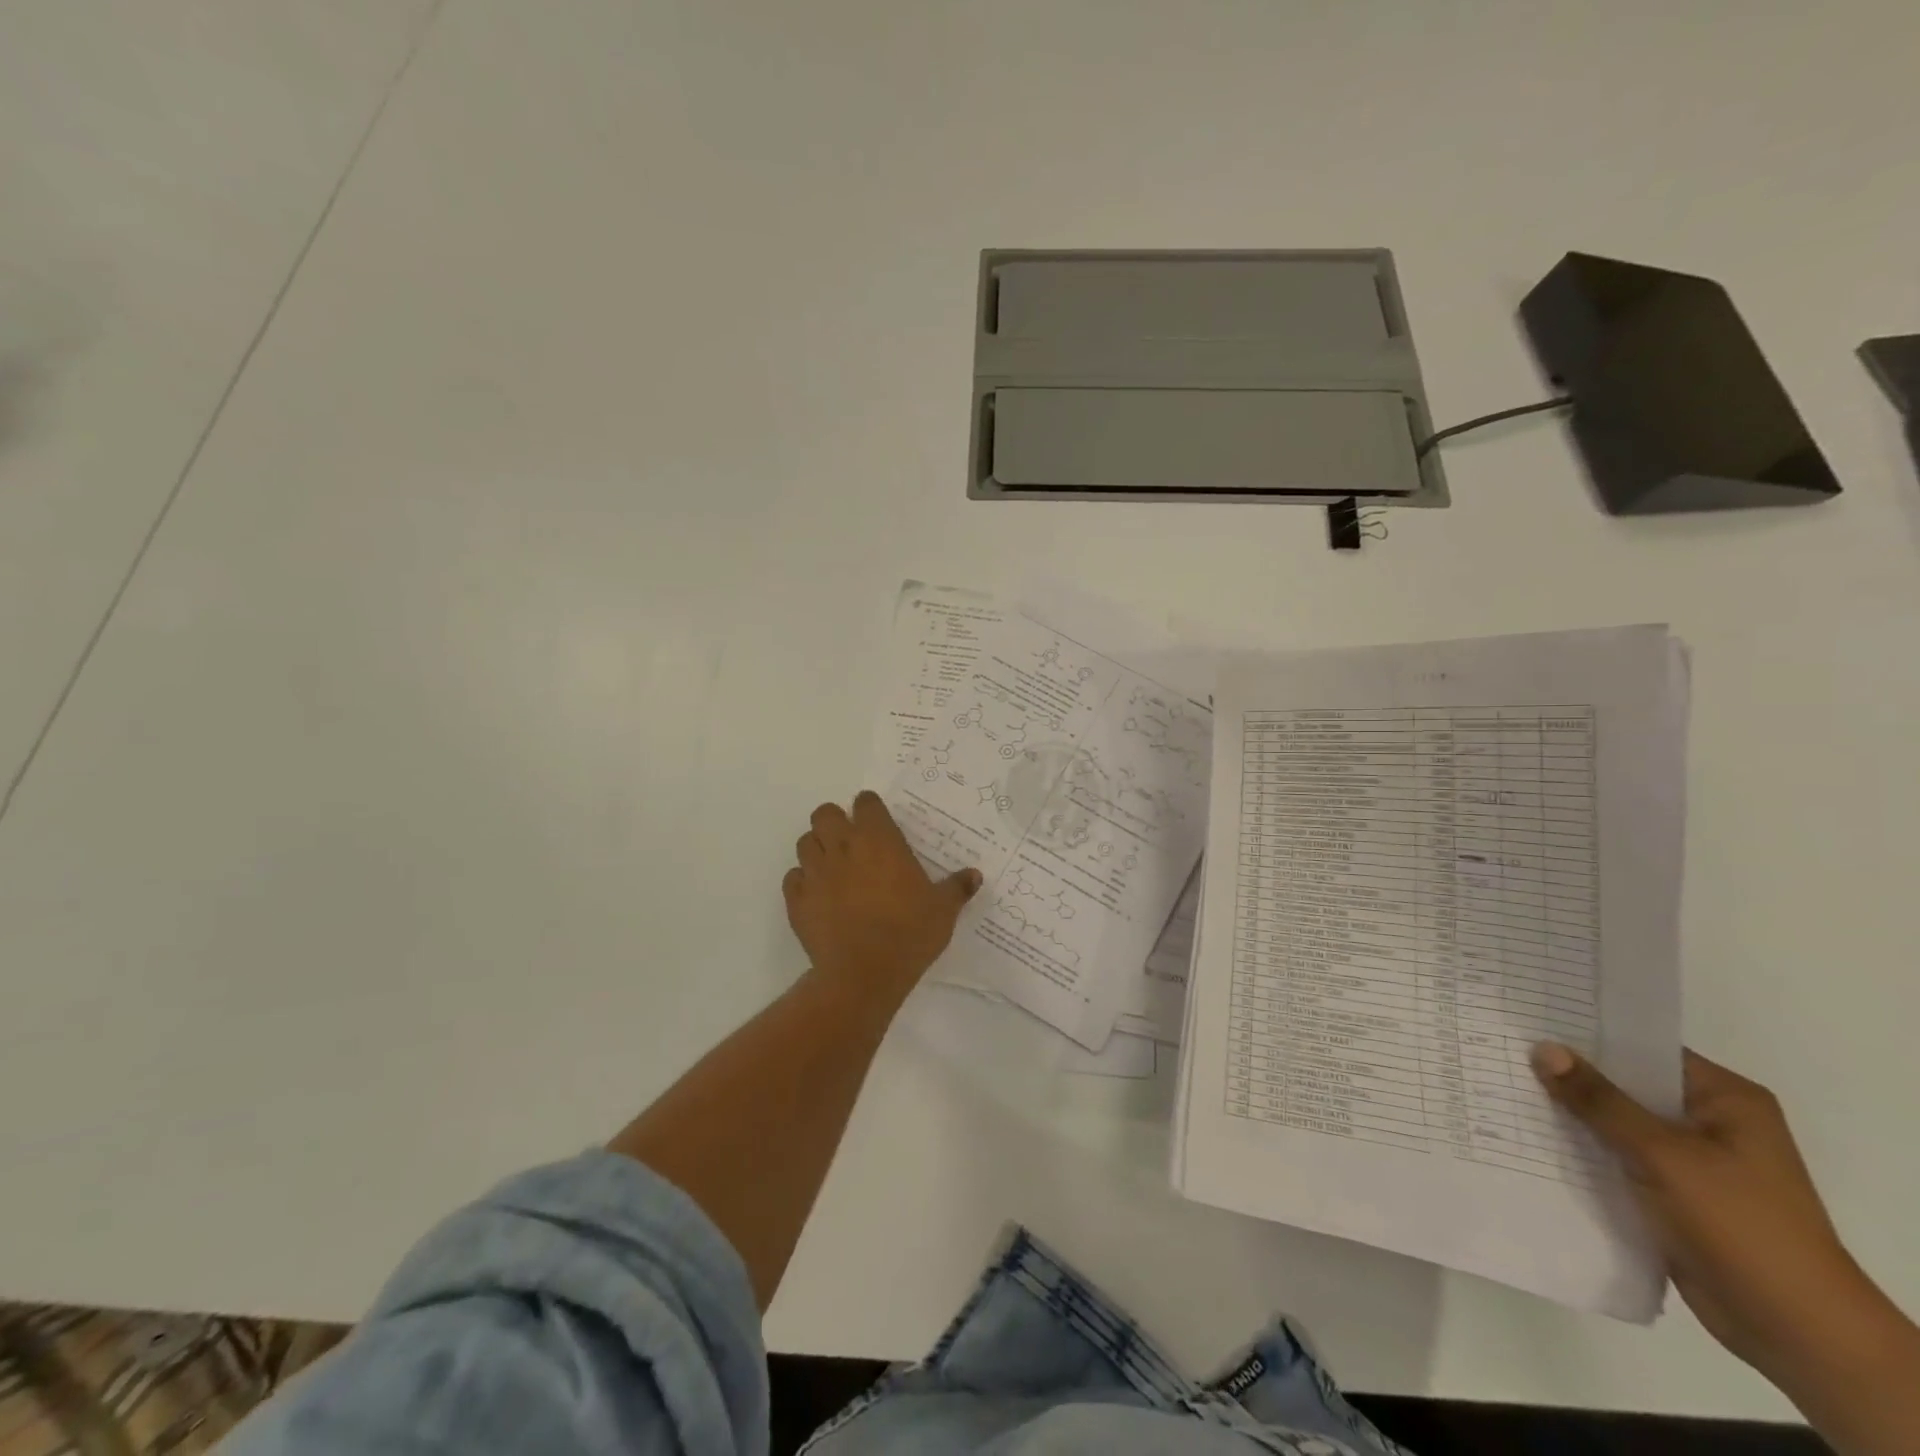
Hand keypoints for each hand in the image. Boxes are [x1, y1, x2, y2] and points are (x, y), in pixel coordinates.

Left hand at [784, 791, 981, 1003]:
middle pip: (825, 814)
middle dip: (835, 821)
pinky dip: (802, 882)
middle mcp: (843, 847)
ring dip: (817, 848)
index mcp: (878, 840)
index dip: (870, 808)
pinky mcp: (797, 900)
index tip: (878, 822)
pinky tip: (817, 896)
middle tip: (851, 842)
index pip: (866, 802)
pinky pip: (793, 878)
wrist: (863, 974)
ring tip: (833, 868)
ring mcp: (815, 872)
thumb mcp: (943, 911)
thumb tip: (975, 875)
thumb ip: (957, 888)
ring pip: (805, 842)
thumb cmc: (908, 934)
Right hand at [1533, 1045, 1915, 1400]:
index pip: (1644, 1048)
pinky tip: (1529, 1132)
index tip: (1529, 1017)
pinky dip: (1580, 1147)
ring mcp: (1690, 1160)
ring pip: (1615, 1121)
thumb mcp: (1663, 1154)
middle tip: (1503, 1046)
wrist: (1793, 1331)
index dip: (1587, 1033)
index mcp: (1725, 1100)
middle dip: (1570, 1074)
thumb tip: (1542, 1049)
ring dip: (1570, 1112)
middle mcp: (1709, 1121)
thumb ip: (1600, 1101)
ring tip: (1503, 1083)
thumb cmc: (1741, 1226)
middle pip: (1626, 1084)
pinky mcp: (1670, 1192)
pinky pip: (1615, 1155)